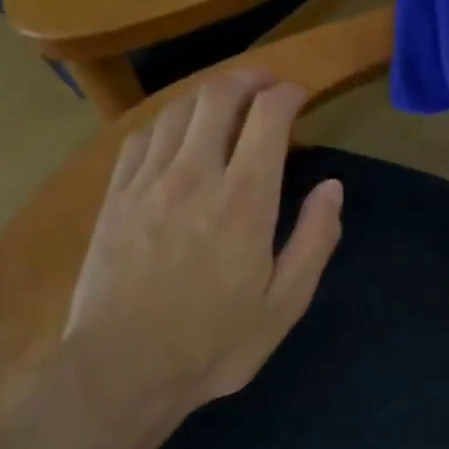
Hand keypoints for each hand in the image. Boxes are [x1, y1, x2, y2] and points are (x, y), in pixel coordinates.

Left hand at [63, 70, 343, 423]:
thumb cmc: (212, 344)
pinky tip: (175, 132)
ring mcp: (148, 181)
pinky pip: (141, 136)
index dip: (287, 94)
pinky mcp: (116, 196)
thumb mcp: (283, 305)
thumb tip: (332, 188)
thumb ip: (314, 240)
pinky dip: (167, 121)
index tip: (299, 96)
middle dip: (248, 79)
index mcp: (244, 200)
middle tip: (266, 84)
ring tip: (226, 101)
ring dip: (208, 94)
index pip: (268, 116)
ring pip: (179, 110)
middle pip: (219, 96)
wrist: (121, 369)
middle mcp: (195, 175)